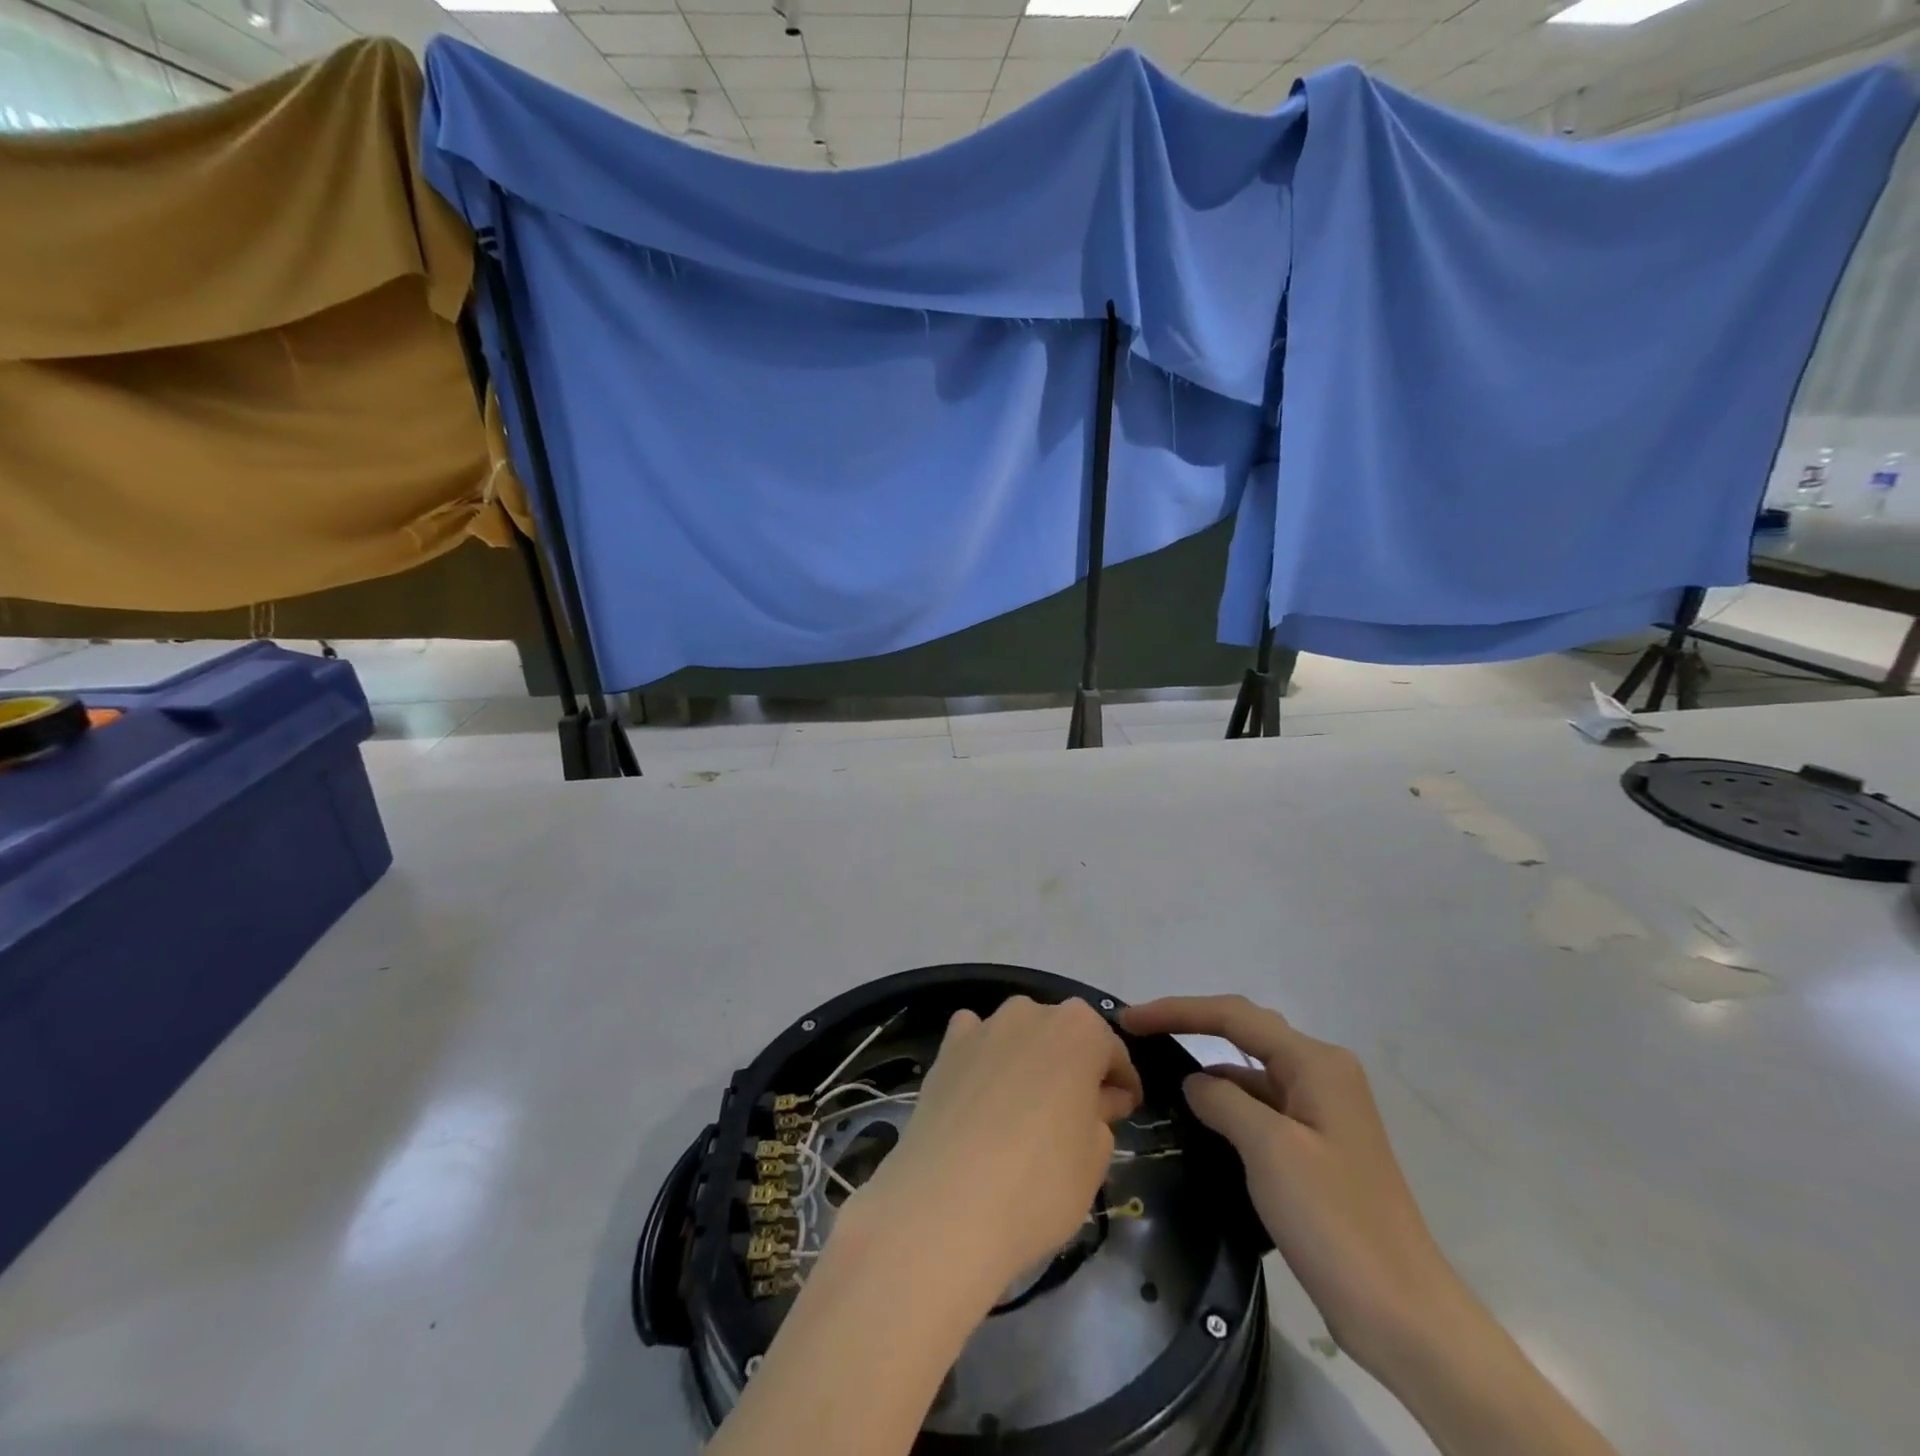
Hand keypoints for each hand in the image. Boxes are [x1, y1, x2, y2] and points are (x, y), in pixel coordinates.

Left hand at [856, 995, 1142, 1294]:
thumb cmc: (1040, 1184)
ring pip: (1019, 1034)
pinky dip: (983, 1056)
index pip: (1113, 1051)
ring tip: (1027, 1107)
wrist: (946, 1205)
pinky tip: (982, 1091)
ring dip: (1029, 1059)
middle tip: (1079, 1115)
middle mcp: (1031, 1013)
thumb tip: (1094, 1101)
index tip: (1124, 1111)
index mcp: (1080, 1030)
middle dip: (1075, 1067)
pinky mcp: (946, 1048)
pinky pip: (974, 1039)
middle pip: (1063, 1036)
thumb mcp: (1095, 1158)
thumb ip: (1101, 1116)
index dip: (1122, 1083)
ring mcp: (984, 1026)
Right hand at [1119, 995, 1463, 1378]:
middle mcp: (1322, 1074)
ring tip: (1156, 1076)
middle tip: (1138, 1034)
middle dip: (1189, 1026)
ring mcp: (1322, 1111)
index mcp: (1316, 1063)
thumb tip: (1194, 1082)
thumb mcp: (1270, 1150)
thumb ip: (1223, 1101)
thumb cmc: (1335, 1221)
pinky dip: (1227, 1105)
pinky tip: (1198, 1121)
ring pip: (1251, 1071)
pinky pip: (1261, 1107)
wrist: (1403, 1315)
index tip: (1130, 1019)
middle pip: (1243, 1032)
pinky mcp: (1317, 1147)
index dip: (1177, 1011)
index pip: (1233, 1016)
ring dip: (1207, 1069)